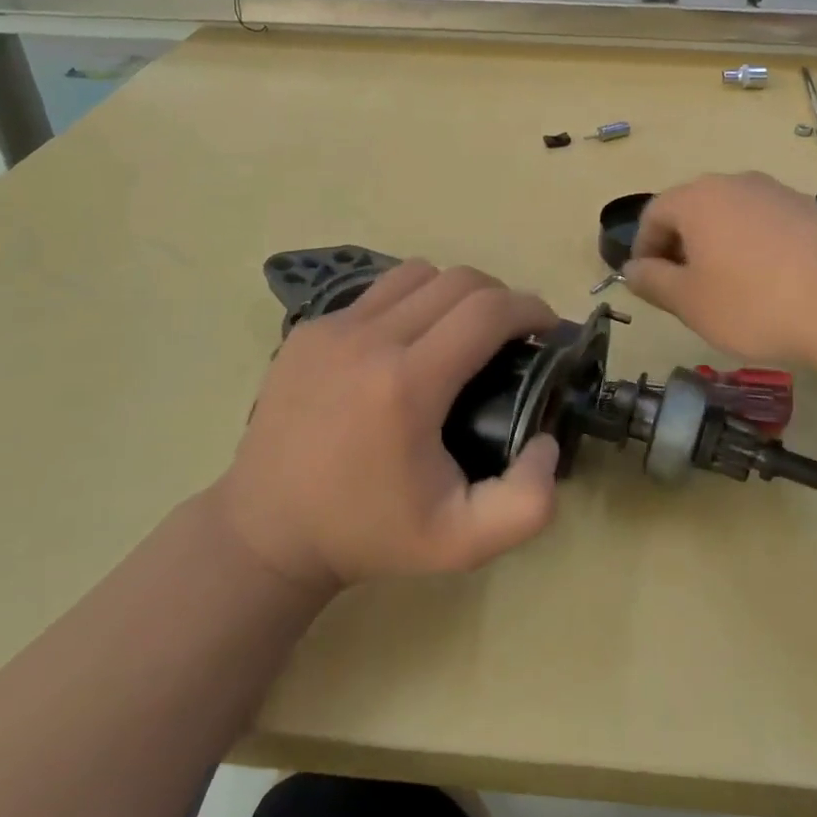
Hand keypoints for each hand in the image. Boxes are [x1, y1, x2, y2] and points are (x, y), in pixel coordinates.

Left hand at [216, 262, 561, 591]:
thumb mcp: (463, 542)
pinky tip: (409, 342)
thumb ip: (528, 503)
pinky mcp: (308, 329)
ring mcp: (333, 328)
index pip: (488, 310)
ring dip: (454, 293)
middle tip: (512, 336)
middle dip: (501, 297)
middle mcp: (369, 339)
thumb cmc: (369, 534)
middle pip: (459, 280)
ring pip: (417, 274)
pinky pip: (377, 292)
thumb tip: (549, 441)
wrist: (268, 531)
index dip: (531, 309)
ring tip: (461, 331)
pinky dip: (410, 303)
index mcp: (409, 385)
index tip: (549, 329)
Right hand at [623, 171, 816, 364]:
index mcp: (699, 198)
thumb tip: (634, 269)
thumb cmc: (755, 304)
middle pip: (694, 210)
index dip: (643, 249)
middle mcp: (738, 184)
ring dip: (720, 248)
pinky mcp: (815, 212)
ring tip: (730, 290)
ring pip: (733, 217)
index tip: (648, 283)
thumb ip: (652, 282)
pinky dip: (757, 249)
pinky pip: (769, 226)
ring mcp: (781, 194)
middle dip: (682, 247)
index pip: (654, 214)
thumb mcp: (690, 302)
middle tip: (686, 290)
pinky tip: (773, 286)